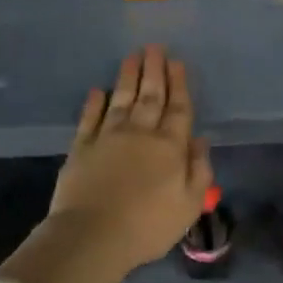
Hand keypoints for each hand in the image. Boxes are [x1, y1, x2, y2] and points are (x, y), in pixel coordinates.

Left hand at [49, 45, 213, 275]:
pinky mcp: (81, 148)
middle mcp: (140, 133)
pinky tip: (98, 91)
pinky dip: (94, 103)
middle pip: (150, 96)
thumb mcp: (190, 204)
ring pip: (121, 99)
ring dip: (128, 77)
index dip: (179, 84)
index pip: (178, 109)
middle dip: (154, 70)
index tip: (177, 62)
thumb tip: (200, 140)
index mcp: (170, 146)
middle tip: (155, 47)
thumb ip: (199, 170)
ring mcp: (108, 137)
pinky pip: (89, 118)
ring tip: (132, 56)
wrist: (93, 235)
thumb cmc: (148, 225)